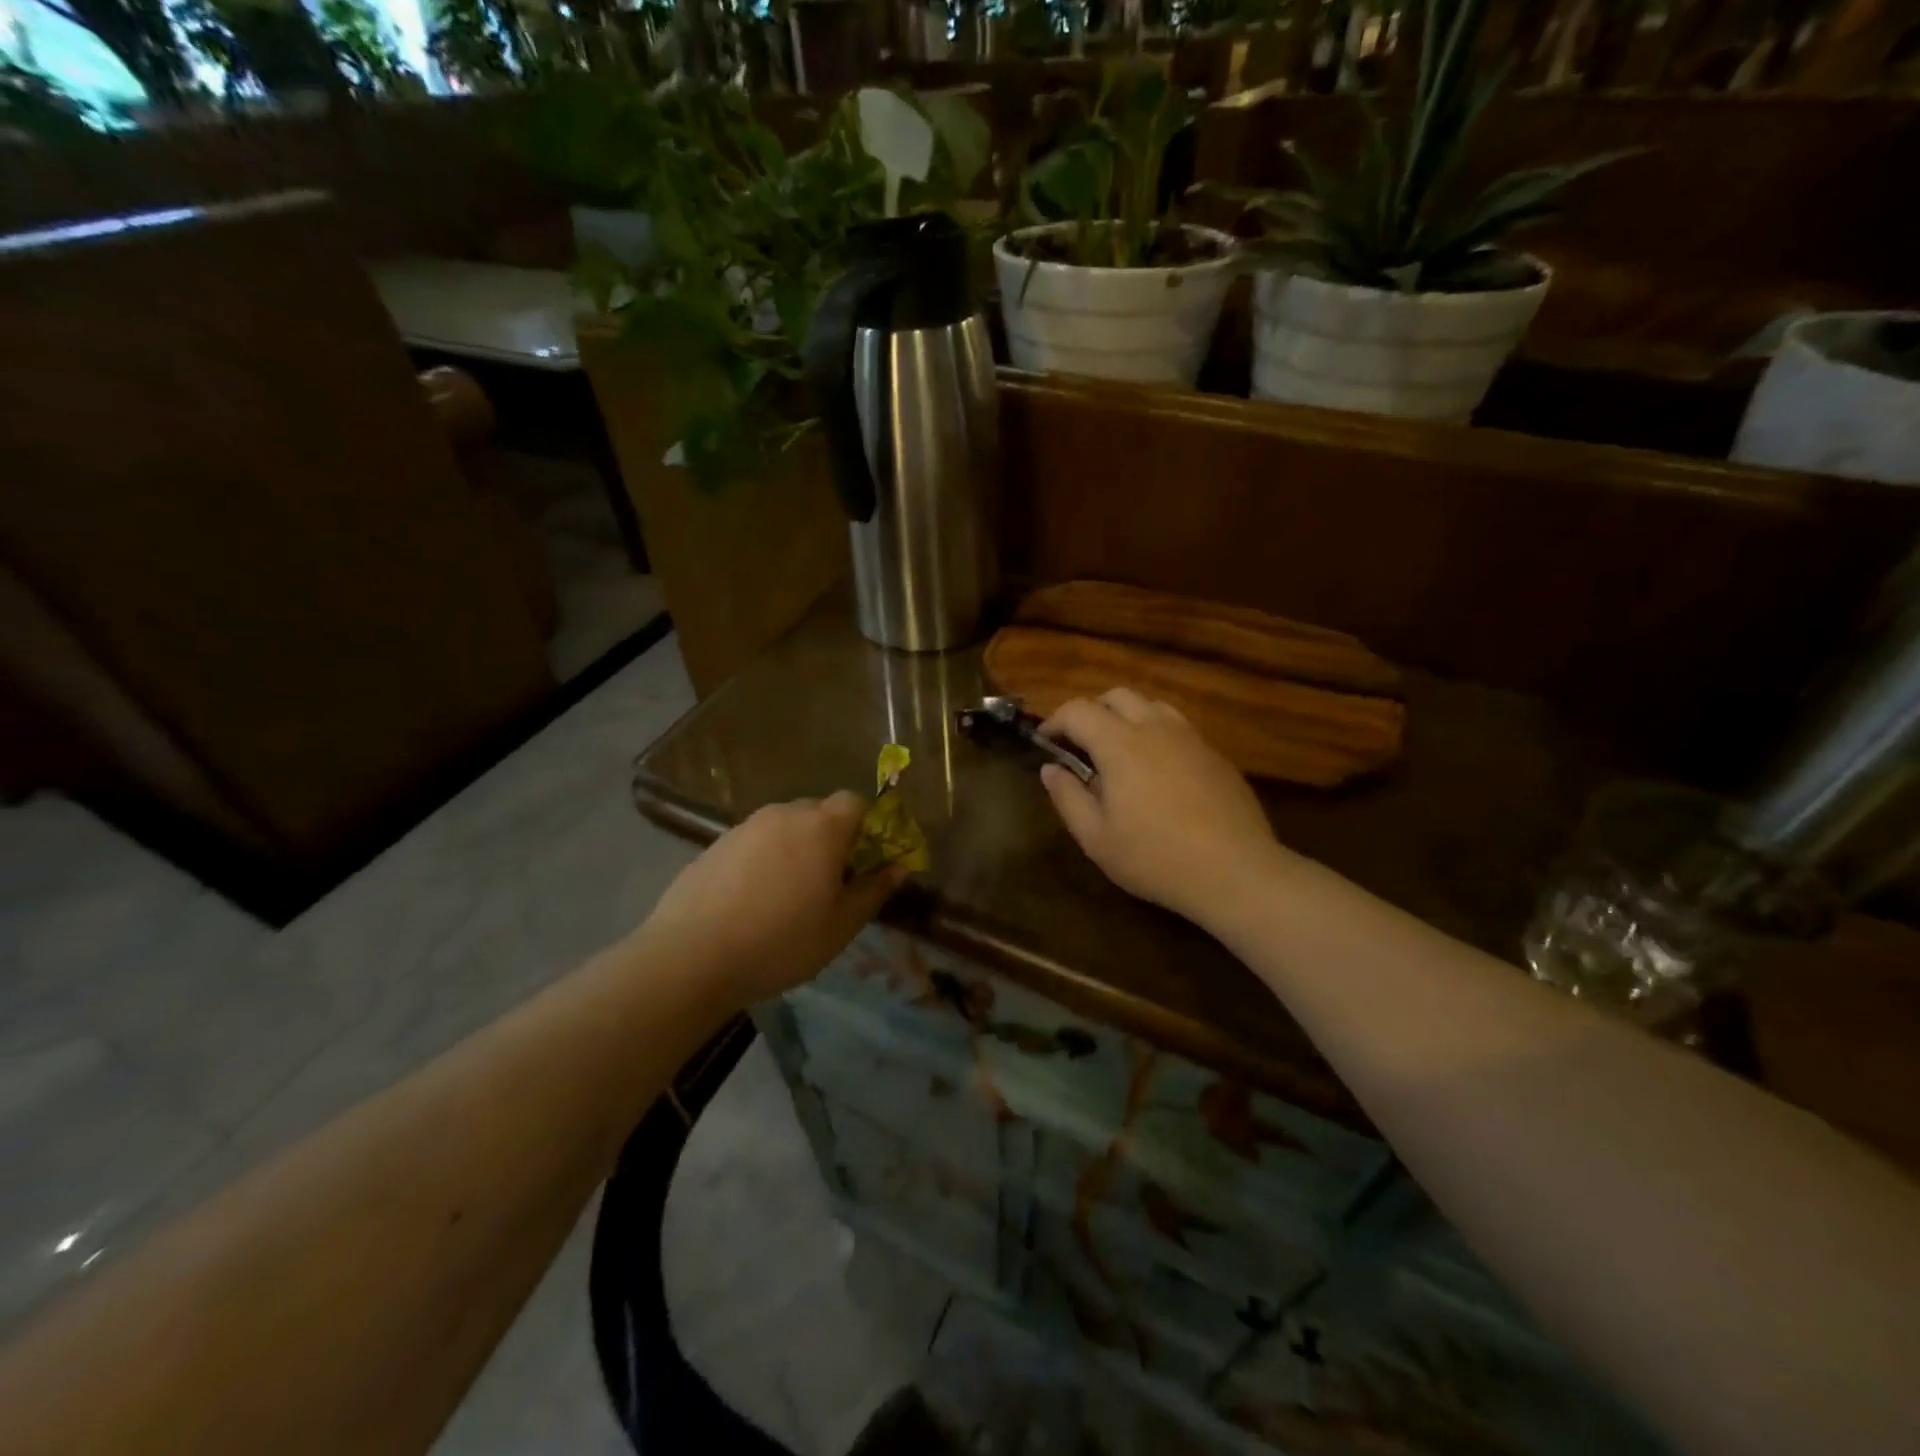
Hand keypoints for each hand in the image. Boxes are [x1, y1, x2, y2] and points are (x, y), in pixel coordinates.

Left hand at [643, 793, 905, 1005]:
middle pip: (819, 812)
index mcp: (821, 827)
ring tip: (788, 897)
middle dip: (832, 839)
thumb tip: (898, 867)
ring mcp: (745, 827)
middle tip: (830, 884)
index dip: (867, 826)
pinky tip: (753, 901)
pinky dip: (764, 861)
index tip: (865, 862)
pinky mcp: (715, 845)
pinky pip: (755, 843)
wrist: (691, 957)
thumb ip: (874, 890)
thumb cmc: (781, 941)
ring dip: (796, 850)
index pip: (856, 802)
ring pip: (785, 828)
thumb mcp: (841, 925)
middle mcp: (784, 815)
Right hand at [1040, 690, 1288, 927]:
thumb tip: (1050, 769)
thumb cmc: (1155, 858)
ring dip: (1127, 717)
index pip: (1078, 710)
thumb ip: (1067, 798)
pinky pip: (1178, 727)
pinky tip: (1157, 772)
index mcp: (1120, 744)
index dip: (1055, 720)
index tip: (1046, 742)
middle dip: (1091, 712)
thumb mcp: (1096, 838)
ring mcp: (1191, 738)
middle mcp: (1156, 728)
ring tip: (1119, 752)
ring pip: (1152, 706)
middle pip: (1117, 696)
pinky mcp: (1215, 755)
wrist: (1235, 872)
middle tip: (1080, 745)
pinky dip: (1156, 734)